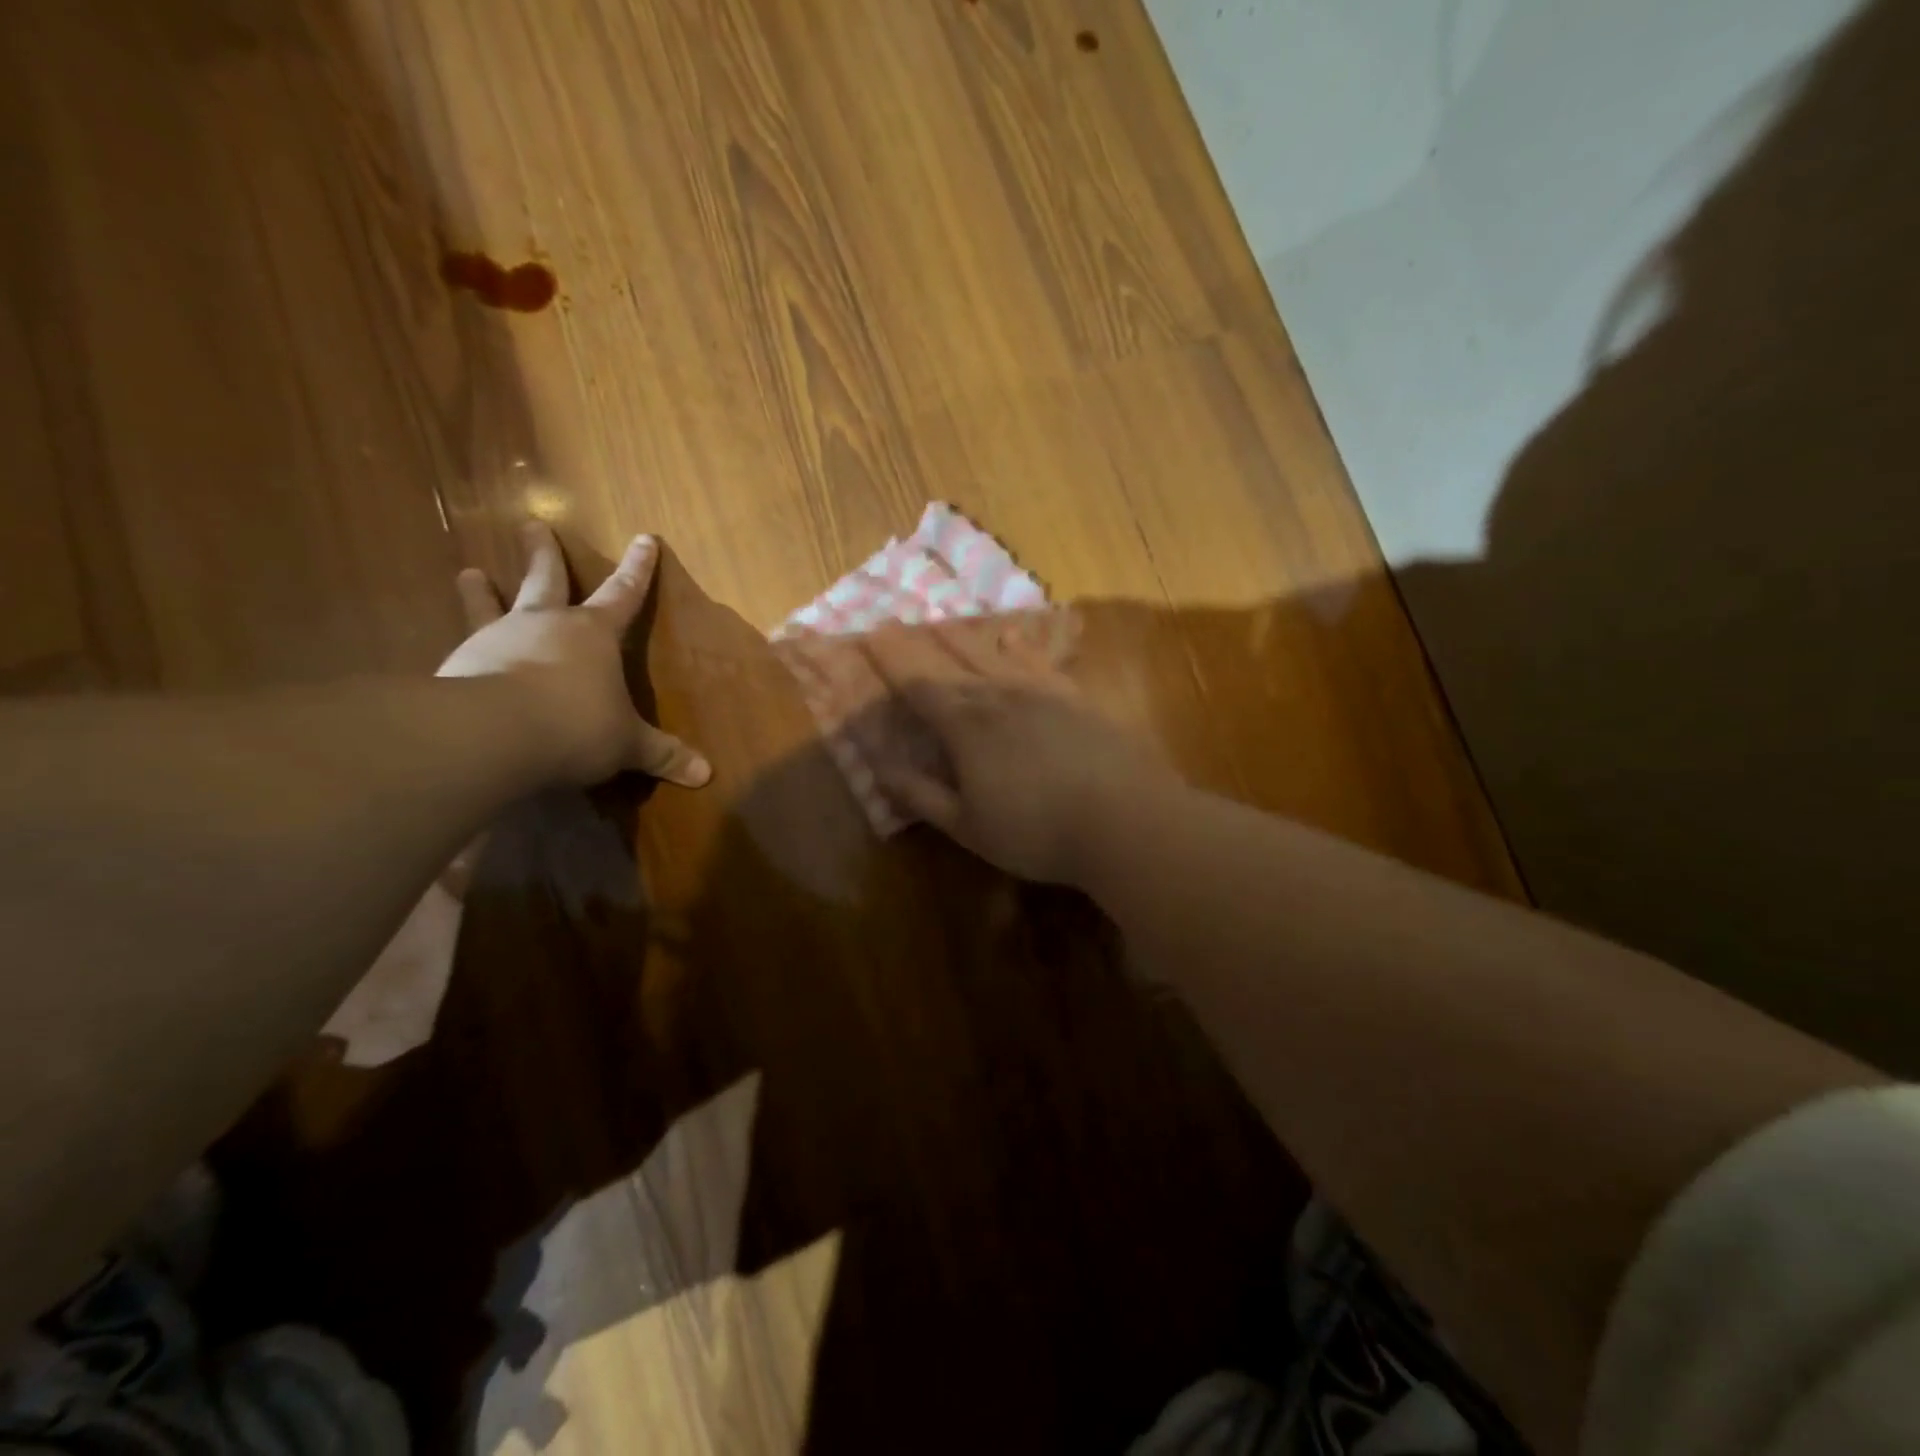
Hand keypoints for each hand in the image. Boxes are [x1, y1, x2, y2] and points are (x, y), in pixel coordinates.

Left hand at [438, 522, 709, 788]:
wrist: (495, 733)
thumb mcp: (628, 744)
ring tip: (469, 572)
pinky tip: (450, 652)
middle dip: (544, 553)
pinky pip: (462, 646)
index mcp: (594, 633)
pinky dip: (460, 645)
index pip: (624, 594)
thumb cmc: (577, 725)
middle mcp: (545, 625)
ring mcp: (497, 639)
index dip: (638, 569)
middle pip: (546, 579)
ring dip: (481, 590)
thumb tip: (706, 774)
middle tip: (532, 525)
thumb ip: (662, 754)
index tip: (645, 538)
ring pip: (491, 604)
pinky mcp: (459, 664)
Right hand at [864, 620, 1178, 884]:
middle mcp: (999, 697)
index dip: (892, 662)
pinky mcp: (1075, 699)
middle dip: (919, 645)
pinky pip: (1040, 664)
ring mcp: (1041, 693)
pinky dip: (1022, 648)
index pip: (919, 686)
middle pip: (951, 664)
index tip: (870, 636)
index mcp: (967, 727)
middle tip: (895, 622)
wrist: (1125, 820)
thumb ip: (921, 795)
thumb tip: (878, 768)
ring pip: (992, 657)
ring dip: (964, 639)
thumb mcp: (968, 826)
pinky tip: (1012, 638)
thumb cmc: (1037, 832)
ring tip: (943, 621)